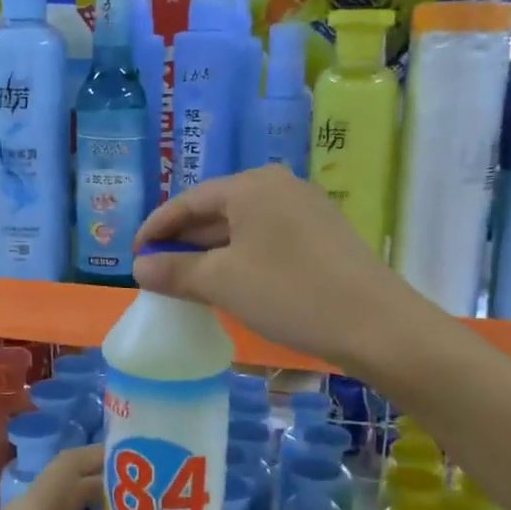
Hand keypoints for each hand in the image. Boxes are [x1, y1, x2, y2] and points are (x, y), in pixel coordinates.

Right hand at [131, 166, 413, 373]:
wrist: (375, 324)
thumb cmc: (289, 293)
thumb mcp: (222, 282)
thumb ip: (175, 271)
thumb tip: (140, 266)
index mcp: (251, 186)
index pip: (190, 200)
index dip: (157, 227)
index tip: (135, 255)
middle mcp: (279, 186)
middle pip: (217, 210)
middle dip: (185, 240)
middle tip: (157, 271)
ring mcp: (306, 209)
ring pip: (243, 227)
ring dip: (212, 252)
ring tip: (188, 281)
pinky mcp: (323, 236)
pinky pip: (267, 239)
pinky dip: (241, 258)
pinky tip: (233, 283)